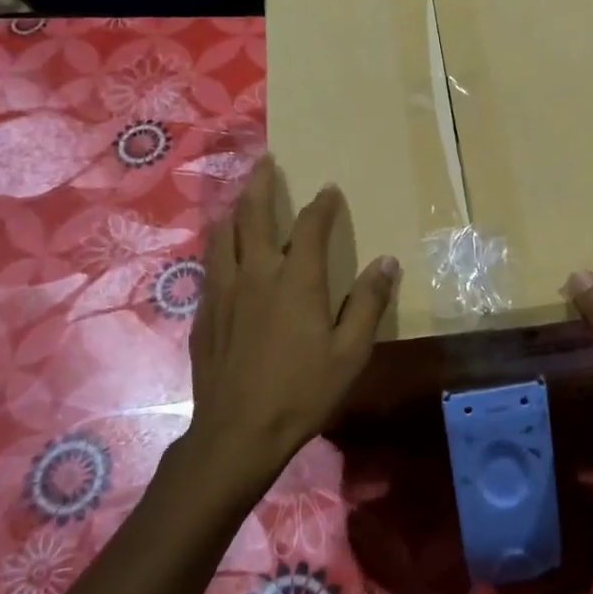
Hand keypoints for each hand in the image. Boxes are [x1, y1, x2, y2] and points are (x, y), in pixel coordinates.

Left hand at [184, 158, 398, 501]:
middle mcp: (256, 274)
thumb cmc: (302, 392)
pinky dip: (219, 246)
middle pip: (253, 215)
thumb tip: (387, 262)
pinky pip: (210, 265)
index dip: (322, 205)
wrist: (237, 432)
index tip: (329, 190)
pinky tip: (223, 253)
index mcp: (296, 281)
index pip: (310, 227)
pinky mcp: (205, 312)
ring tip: (241, 199)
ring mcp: (224, 291)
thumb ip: (368, 304)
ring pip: (223, 235)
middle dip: (262, 184)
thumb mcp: (350, 353)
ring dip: (235, 210)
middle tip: (266, 161)